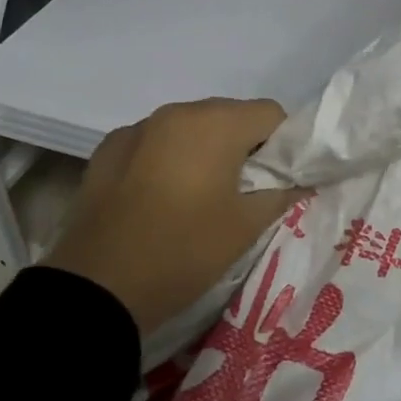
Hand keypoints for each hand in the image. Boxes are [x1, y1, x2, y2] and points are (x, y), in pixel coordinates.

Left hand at [42, 98, 301, 335]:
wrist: (98, 287)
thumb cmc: (185, 251)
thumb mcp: (246, 227)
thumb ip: (282, 193)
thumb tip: (302, 180)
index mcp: (215, 124)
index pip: (270, 114)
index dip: (284, 145)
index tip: (279, 180)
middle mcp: (176, 112)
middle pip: (229, 116)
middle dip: (245, 146)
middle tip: (245, 192)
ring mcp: (137, 129)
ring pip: (189, 128)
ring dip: (205, 151)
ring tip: (201, 197)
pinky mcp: (107, 150)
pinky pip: (154, 143)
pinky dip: (168, 160)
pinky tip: (161, 198)